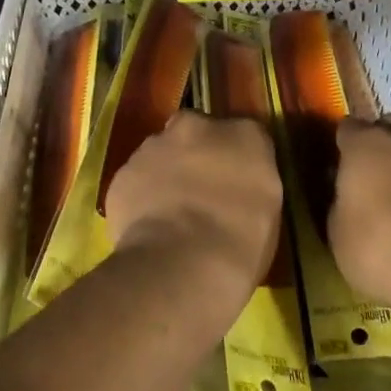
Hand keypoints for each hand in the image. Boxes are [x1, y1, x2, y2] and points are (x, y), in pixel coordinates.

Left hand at [105, 110, 281, 298]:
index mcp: (244, 134)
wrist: (182, 264)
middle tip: (200, 196)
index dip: (235, 158)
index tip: (233, 183)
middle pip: (195, 134)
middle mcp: (196, 127)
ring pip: (160, 154)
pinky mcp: (122, 174)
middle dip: (195, 156)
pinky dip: (141, 197)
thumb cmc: (241, 243)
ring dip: (166, 174)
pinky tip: (149, 228)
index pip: (243, 134)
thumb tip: (236, 180)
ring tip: (171, 218)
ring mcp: (153, 147)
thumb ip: (250, 178)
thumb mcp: (268, 208)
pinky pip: (136, 181)